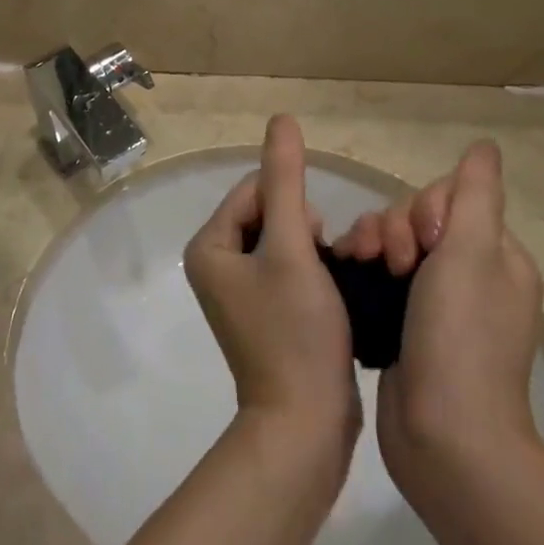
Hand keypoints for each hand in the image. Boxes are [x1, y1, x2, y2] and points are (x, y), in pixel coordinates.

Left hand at [185, 116, 359, 453]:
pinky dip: (313, 273)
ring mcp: (240, 292)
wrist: (306, 426)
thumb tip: (281, 117)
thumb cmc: (295, 332)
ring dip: (314, 250)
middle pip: (270, 213)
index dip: (292, 206)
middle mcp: (217, 264)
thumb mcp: (292, 246)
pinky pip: (290, 269)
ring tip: (333, 283)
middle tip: (324, 266)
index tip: (311, 245)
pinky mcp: (266, 313)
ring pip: (285, 240)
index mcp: (209, 246)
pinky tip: (333, 295)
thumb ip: (286, 179)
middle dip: (304, 228)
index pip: (254, 189)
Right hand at [334, 142, 543, 484]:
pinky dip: (364, 269)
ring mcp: (436, 304)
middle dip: (395, 228)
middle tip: (392, 262)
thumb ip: (476, 194)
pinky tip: (348, 273)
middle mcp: (471, 276)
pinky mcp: (405, 325)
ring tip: (360, 265)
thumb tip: (486, 146)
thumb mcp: (472, 254)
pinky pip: (379, 275)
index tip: (424, 241)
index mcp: (498, 258)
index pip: (451, 199)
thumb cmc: (461, 337)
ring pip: (393, 244)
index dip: (426, 209)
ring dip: (373, 244)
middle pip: (418, 220)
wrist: (443, 438)